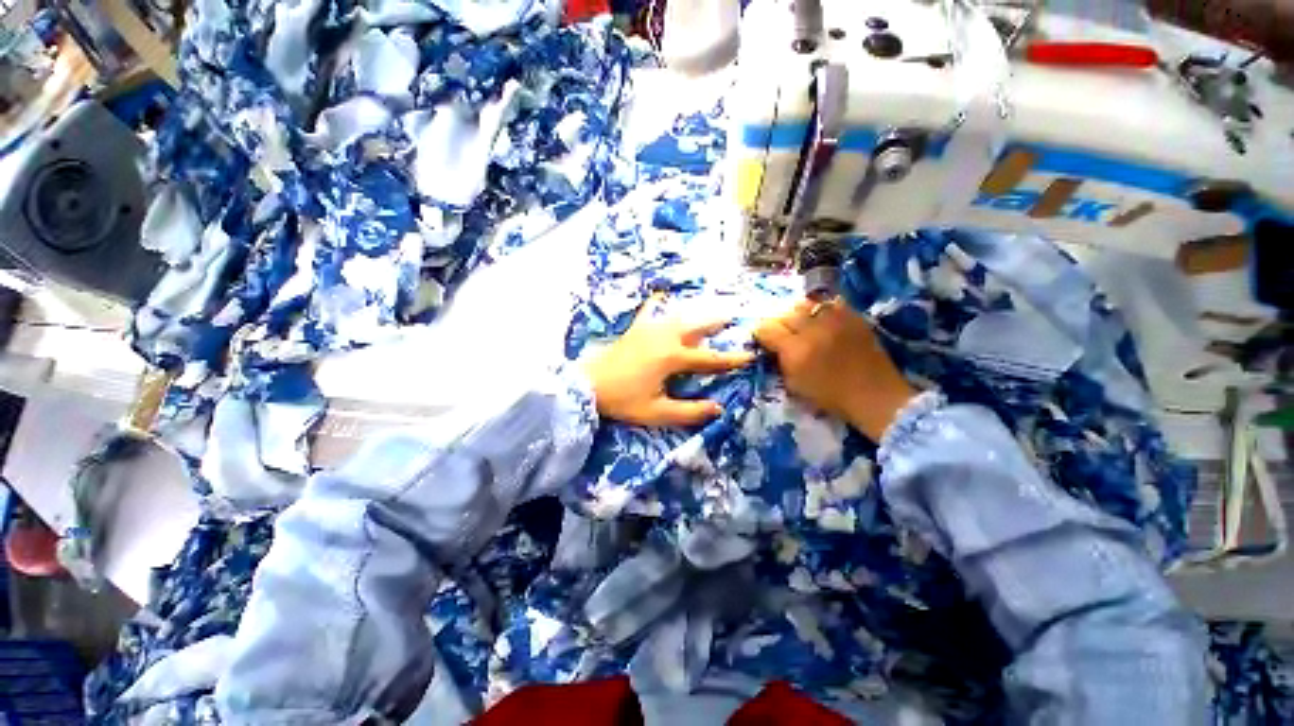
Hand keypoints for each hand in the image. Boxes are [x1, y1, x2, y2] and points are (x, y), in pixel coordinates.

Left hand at [583, 296, 755, 426]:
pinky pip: (649, 311)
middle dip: (716, 323)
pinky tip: (661, 295)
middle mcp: (665, 338)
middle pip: (697, 327)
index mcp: (672, 358)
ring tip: (708, 309)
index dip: (731, 359)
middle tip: (733, 318)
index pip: (709, 359)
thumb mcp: (657, 412)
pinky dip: (658, 304)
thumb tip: (718, 409)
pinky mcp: (635, 329)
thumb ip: (689, 412)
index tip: (749, 355)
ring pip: (679, 317)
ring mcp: (649, 329)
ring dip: (696, 314)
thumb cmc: (623, 400)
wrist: (588, 385)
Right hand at [754, 298, 916, 440]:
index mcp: (795, 350)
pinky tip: (823, 322)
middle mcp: (813, 329)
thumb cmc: (830, 397)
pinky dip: (821, 311)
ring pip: (805, 304)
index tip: (764, 339)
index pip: (767, 329)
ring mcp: (835, 320)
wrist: (874, 395)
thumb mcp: (794, 384)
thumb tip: (773, 347)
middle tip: (783, 333)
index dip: (762, 333)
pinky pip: (829, 303)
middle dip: (779, 323)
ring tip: (802, 325)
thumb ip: (780, 361)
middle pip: (784, 313)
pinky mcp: (853, 316)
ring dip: (799, 314)